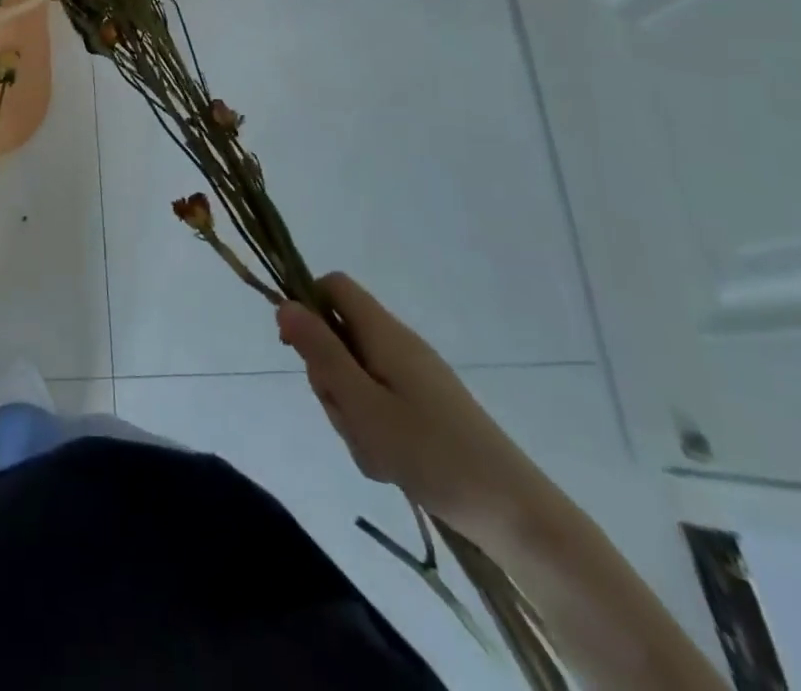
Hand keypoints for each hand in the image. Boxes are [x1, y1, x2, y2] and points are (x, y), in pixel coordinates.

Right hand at [277, 272, 556, 551]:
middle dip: (328, 376)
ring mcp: (414, 376)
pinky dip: (373, 428)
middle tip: (347, 415)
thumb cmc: (431, 453)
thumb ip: (320, 352)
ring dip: (350, 409)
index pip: (332, 286)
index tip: (295, 348)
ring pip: (355, 374)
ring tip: (374, 450)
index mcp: (384, 332)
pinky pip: (378, 402)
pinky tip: (390, 463)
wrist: (516, 514)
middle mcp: (398, 344)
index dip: (306, 306)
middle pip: (339, 335)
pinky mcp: (426, 406)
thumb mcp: (361, 403)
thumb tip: (284, 303)